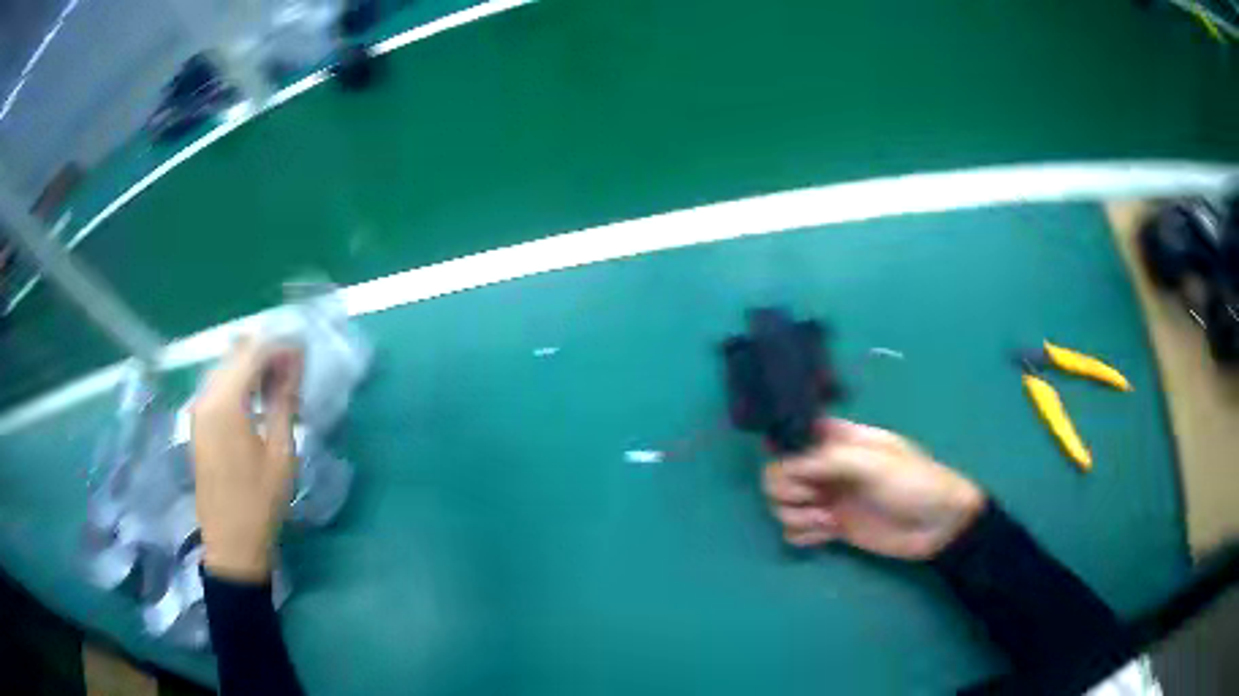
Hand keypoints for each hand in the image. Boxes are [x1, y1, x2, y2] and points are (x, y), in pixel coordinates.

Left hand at [192, 338, 303, 582]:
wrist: (231, 541)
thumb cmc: (260, 499)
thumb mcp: (280, 452)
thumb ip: (284, 401)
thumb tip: (294, 364)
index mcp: (226, 402)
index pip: (254, 353)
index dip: (281, 347)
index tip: (305, 353)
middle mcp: (206, 396)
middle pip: (236, 354)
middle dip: (266, 353)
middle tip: (294, 369)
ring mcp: (198, 409)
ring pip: (225, 367)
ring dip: (251, 366)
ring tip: (279, 383)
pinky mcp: (197, 422)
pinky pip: (218, 386)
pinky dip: (238, 382)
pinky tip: (256, 398)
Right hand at [763, 419, 984, 559]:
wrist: (938, 525)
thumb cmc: (911, 483)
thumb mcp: (872, 463)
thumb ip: (824, 461)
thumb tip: (780, 467)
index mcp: (838, 440)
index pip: (793, 436)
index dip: (783, 451)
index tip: (792, 467)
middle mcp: (827, 468)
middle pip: (779, 474)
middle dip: (787, 489)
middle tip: (812, 496)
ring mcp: (828, 498)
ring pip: (783, 505)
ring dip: (796, 514)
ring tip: (826, 519)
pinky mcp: (831, 528)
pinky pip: (796, 531)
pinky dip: (803, 534)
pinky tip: (827, 534)